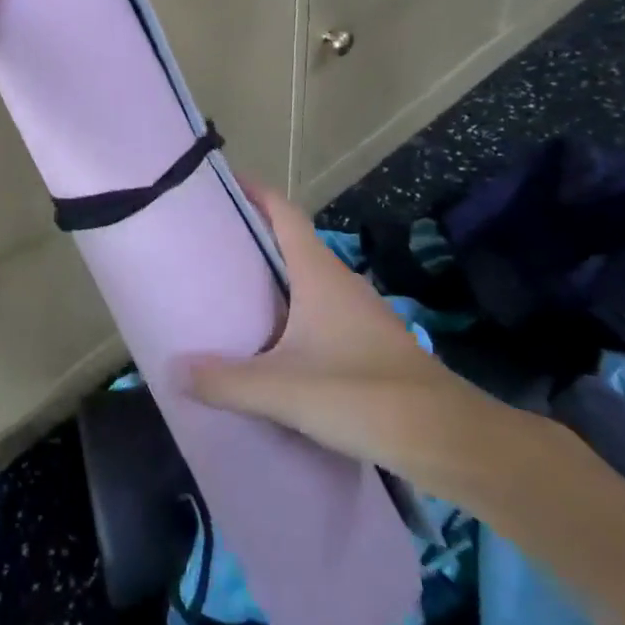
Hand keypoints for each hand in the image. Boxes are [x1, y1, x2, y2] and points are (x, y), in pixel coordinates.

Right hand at [188, 182, 533, 502]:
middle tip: (210, 243)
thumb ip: (225, 381)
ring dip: (275, 276)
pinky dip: (295, 311)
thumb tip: (174, 370)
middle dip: (253, 236)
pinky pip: (322, 310)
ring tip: (234, 291)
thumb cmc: (362, 395)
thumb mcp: (282, 390)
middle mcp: (340, 281)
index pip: (283, 211)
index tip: (221, 182)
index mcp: (318, 272)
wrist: (450, 441)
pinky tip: (276, 343)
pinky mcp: (372, 343)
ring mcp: (361, 312)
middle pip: (292, 242)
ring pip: (308, 278)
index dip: (254, 190)